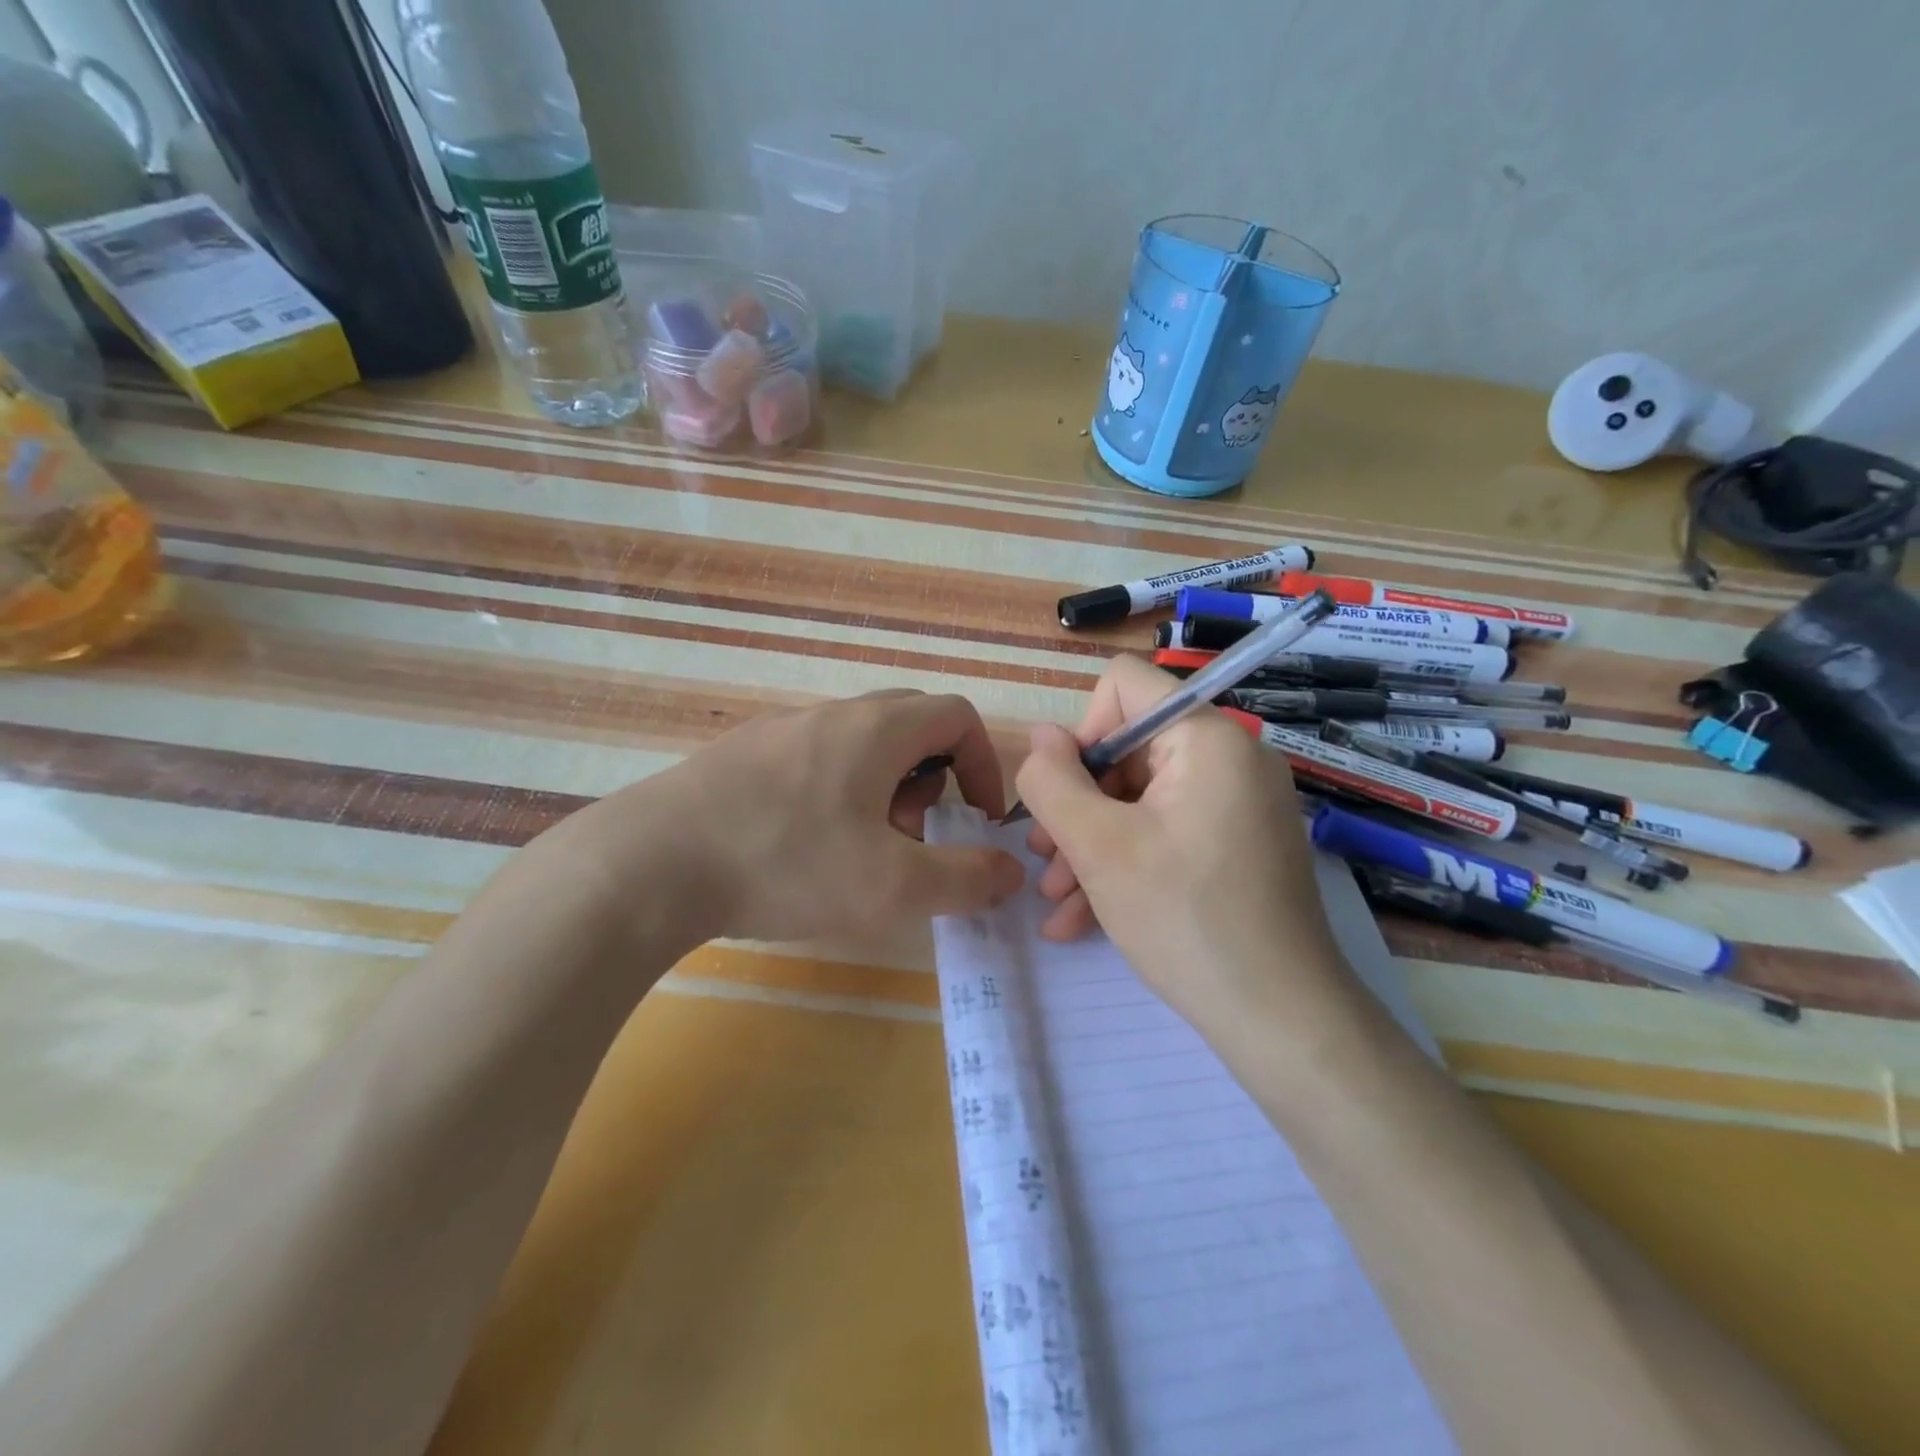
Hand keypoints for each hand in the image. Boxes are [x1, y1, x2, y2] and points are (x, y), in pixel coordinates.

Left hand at [585, 691, 1025, 942]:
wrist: (650, 864)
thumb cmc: (787, 864)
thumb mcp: (892, 887)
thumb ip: (965, 879)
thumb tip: (1010, 873)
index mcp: (877, 729)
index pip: (957, 716)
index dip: (983, 763)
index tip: (977, 818)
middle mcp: (830, 714)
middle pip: (909, 724)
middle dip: (932, 778)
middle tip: (913, 833)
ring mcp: (778, 729)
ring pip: (858, 742)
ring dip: (882, 787)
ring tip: (858, 847)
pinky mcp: (740, 755)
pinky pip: (811, 758)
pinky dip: (834, 792)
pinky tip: (801, 846)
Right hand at [1013, 656, 1346, 1034]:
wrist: (1281, 1021)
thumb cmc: (1184, 920)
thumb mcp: (1098, 847)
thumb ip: (1052, 782)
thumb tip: (1041, 737)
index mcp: (1207, 738)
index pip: (1124, 686)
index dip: (1081, 733)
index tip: (1066, 797)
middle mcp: (1231, 758)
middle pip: (1128, 750)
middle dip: (1078, 806)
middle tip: (1044, 861)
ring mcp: (1239, 805)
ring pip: (1141, 800)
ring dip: (1091, 843)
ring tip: (1057, 898)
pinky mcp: (1239, 845)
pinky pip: (1168, 833)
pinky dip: (1126, 864)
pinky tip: (1082, 918)